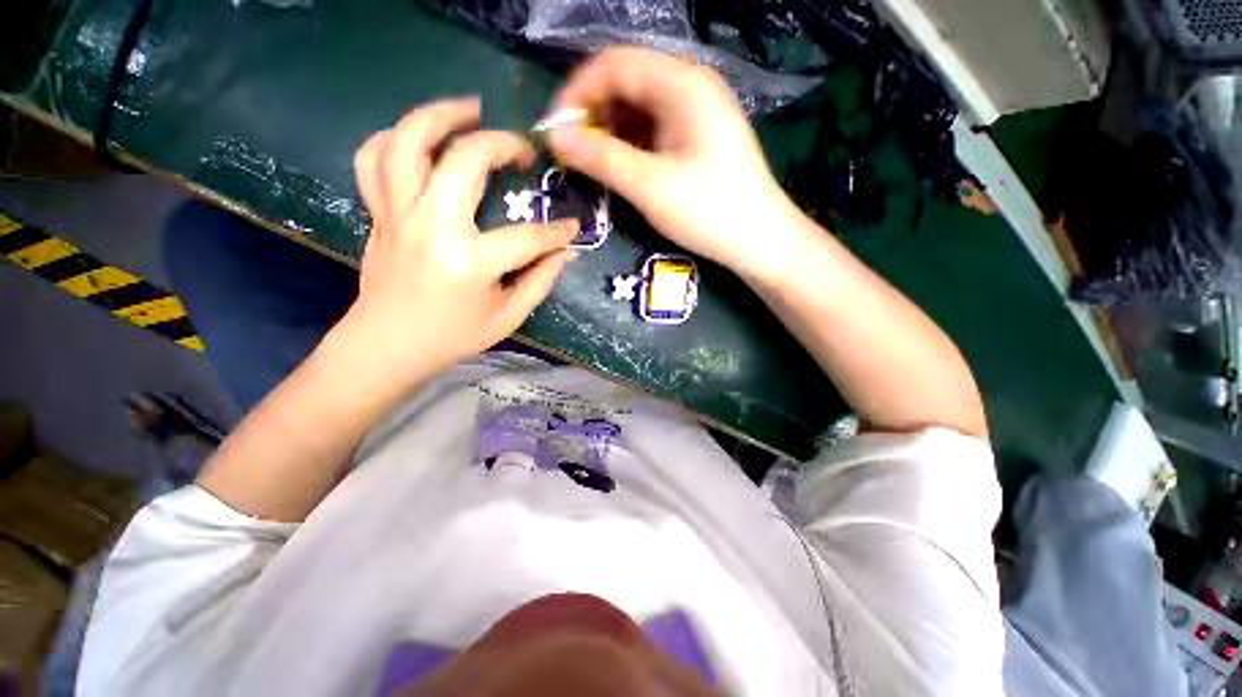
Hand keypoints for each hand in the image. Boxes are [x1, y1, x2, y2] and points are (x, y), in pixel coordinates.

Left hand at [343, 98, 578, 384]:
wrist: (387, 345)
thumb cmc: (453, 336)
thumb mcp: (508, 317)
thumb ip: (540, 281)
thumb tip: (566, 252)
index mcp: (470, 262)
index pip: (527, 237)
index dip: (557, 231)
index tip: (573, 227)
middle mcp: (432, 227)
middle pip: (465, 161)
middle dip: (502, 145)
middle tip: (523, 150)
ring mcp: (399, 214)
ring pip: (408, 141)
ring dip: (441, 115)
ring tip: (469, 109)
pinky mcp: (379, 213)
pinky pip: (373, 160)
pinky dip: (393, 139)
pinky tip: (419, 138)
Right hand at [547, 47, 803, 283]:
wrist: (760, 240)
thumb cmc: (708, 212)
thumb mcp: (650, 186)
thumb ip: (601, 158)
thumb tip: (556, 138)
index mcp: (682, 83)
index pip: (614, 64)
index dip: (577, 93)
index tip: (555, 131)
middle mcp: (691, 85)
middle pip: (627, 81)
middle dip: (594, 113)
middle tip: (574, 153)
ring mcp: (698, 111)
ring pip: (640, 106)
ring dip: (612, 130)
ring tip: (595, 164)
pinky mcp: (700, 136)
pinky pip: (656, 127)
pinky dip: (632, 142)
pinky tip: (624, 166)